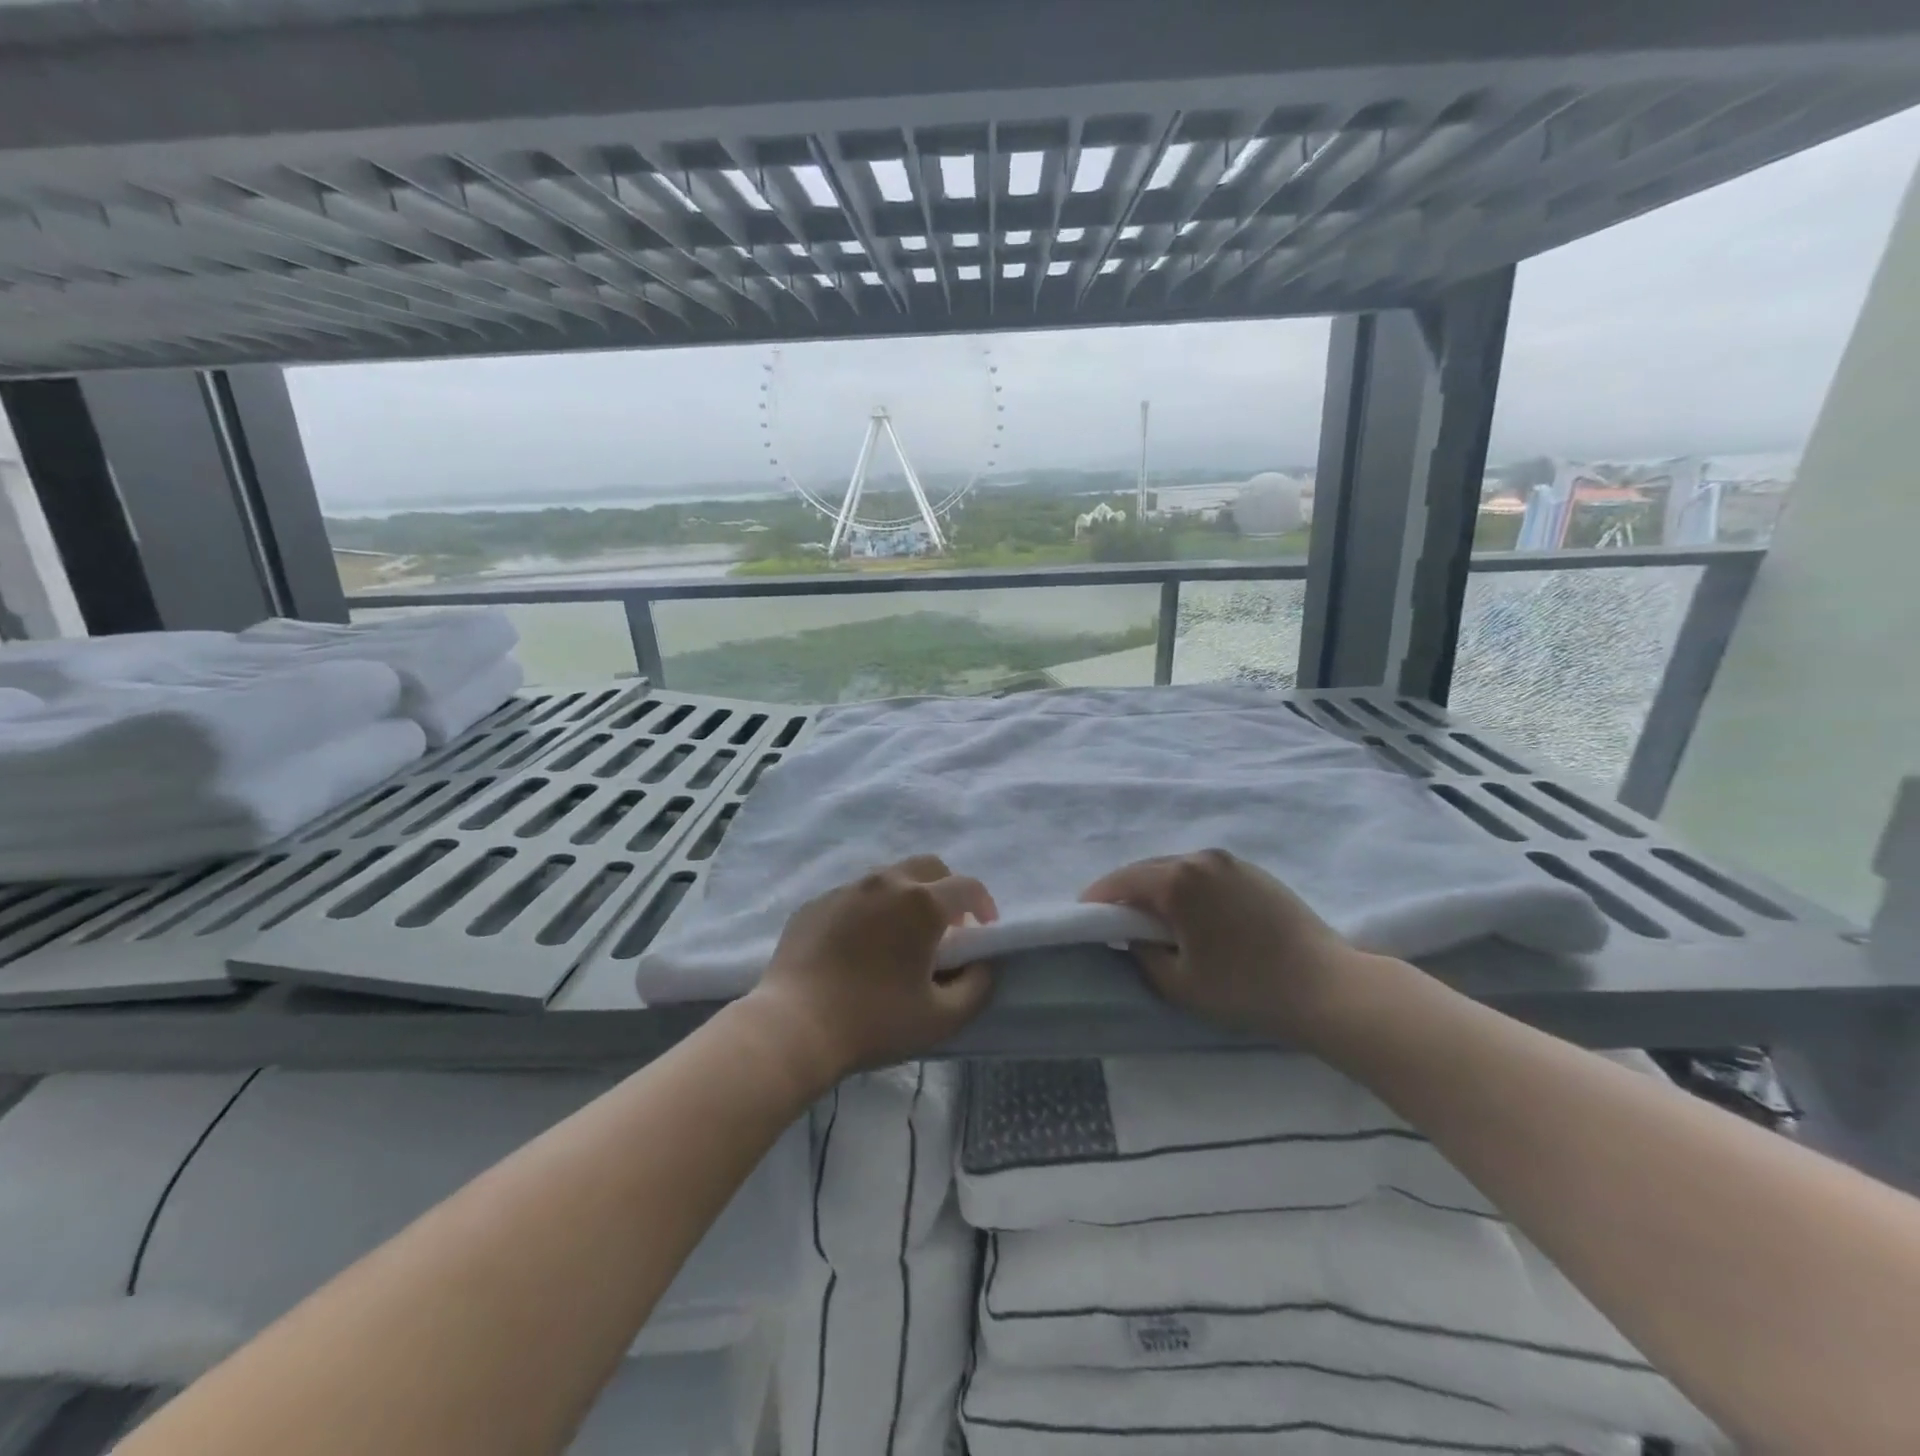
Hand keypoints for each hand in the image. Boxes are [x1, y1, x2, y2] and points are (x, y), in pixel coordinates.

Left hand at [744, 855, 997, 1091]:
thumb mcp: (942, 1017)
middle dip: (946, 890)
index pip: (967, 887)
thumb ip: (976, 986)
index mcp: (922, 903)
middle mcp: (886, 883)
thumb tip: (981, 964)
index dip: (984, 904)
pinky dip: (869, 910)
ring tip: (900, 936)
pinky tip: (859, 946)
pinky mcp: (815, 903)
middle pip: (928, 868)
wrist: (794, 1026)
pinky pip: (853, 896)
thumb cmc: (875, 1021)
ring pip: (888, 878)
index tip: (983, 929)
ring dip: (906, 897)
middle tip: (946, 927)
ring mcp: (846, 889)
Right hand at [1082, 849, 1375, 1042]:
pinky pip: (1204, 874)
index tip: (1085, 917)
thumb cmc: (1245, 989)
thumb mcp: (1178, 983)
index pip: (1121, 882)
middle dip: (1126, 892)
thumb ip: (1141, 954)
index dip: (1098, 900)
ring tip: (1154, 918)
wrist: (1328, 986)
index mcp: (1177, 881)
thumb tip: (1134, 936)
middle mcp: (1201, 859)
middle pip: (1148, 870)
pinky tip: (1193, 914)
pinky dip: (1187, 888)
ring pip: (1177, 869)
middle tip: (1115, 920)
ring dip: (1158, 889)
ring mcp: (1230, 861)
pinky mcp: (1254, 871)